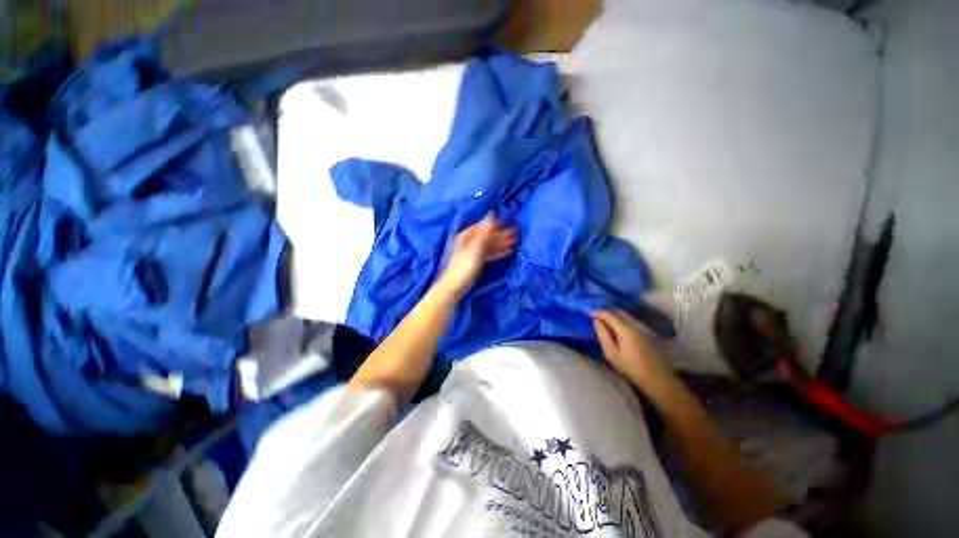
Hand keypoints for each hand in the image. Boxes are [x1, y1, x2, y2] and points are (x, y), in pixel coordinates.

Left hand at [436, 214, 517, 300]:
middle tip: (515, 234)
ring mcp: (472, 252)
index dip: (495, 224)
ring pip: (489, 245)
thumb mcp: (476, 247)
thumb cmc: (465, 265)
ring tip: (515, 243)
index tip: (508, 222)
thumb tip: (491, 215)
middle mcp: (469, 242)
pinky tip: (507, 252)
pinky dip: (497, 252)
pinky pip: (489, 254)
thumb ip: (484, 232)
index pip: (483, 226)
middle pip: (487, 236)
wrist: (456, 285)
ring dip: (501, 244)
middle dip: (501, 235)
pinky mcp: (476, 261)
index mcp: (466, 236)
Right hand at [592, 310, 675, 388]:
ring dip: (614, 314)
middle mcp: (636, 324)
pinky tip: (618, 325)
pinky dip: (622, 319)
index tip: (588, 313)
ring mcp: (644, 327)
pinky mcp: (649, 331)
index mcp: (626, 329)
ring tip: (604, 319)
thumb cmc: (631, 368)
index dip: (597, 312)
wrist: (658, 378)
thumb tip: (596, 321)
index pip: (609, 314)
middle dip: (606, 311)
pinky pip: (632, 320)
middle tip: (595, 314)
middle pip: (618, 311)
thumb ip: (603, 335)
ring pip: (626, 315)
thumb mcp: (611, 354)